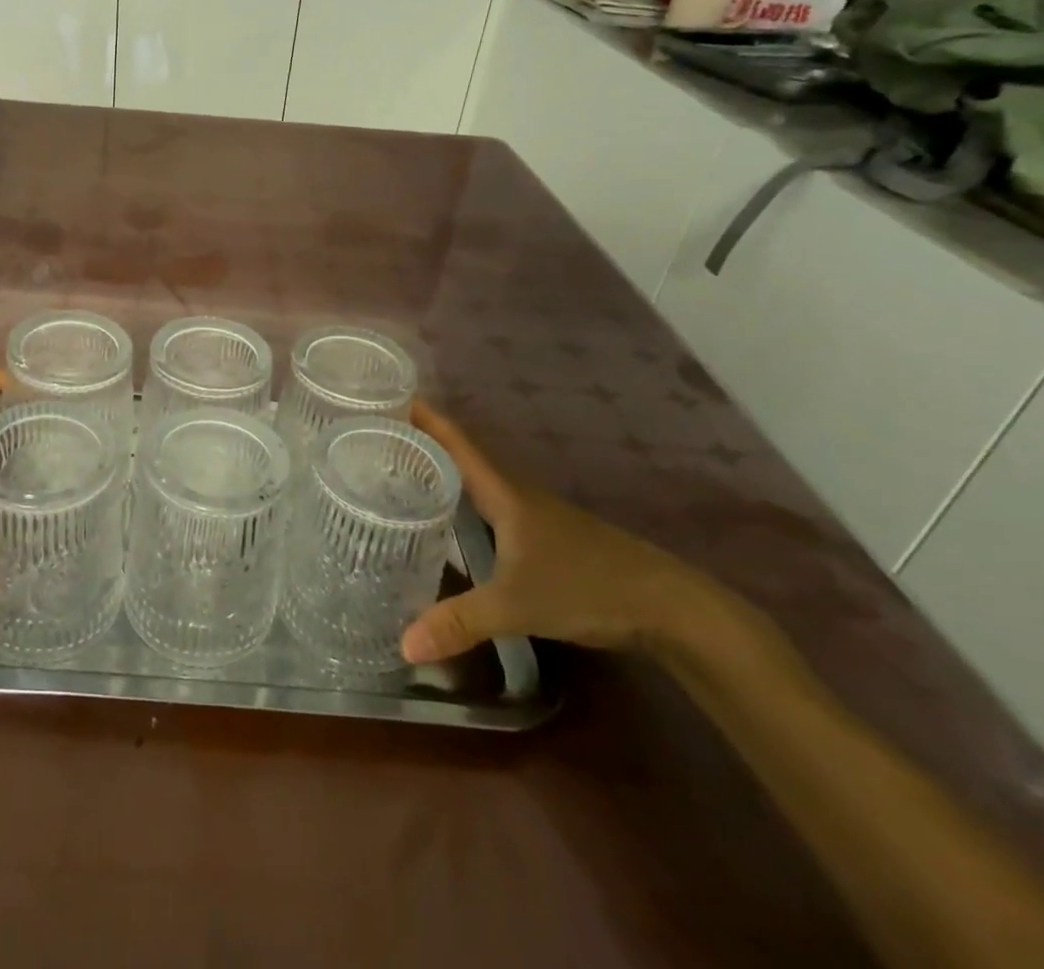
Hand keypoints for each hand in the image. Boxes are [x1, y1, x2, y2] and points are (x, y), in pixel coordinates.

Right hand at [401, 399, 713, 664]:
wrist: (668, 606)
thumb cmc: (587, 587)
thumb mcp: (516, 606)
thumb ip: (460, 623)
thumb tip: (403, 646)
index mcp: (503, 493)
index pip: (456, 443)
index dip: (424, 417)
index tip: (388, 396)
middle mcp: (514, 494)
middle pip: (460, 457)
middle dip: (420, 444)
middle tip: (375, 438)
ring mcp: (533, 515)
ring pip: (475, 483)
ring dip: (441, 473)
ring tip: (398, 475)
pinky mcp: (545, 537)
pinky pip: (489, 506)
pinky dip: (462, 502)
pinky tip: (449, 522)